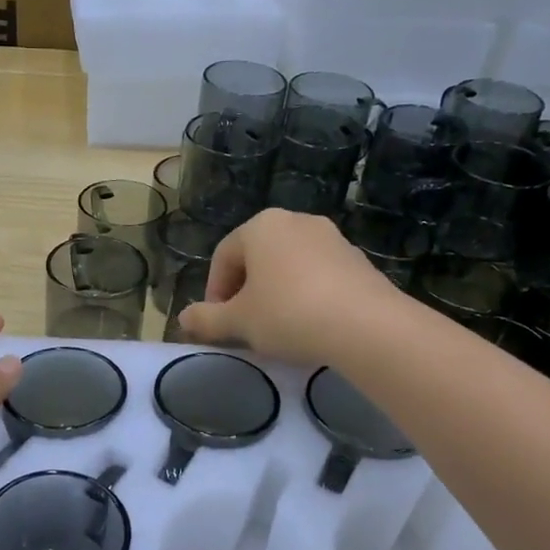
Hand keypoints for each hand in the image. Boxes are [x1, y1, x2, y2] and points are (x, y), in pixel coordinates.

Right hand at [179, 210, 405, 367]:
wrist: (366, 326)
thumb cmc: (289, 314)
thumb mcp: (239, 322)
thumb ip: (206, 319)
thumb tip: (183, 319)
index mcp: (261, 226)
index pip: (224, 256)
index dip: (214, 292)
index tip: (218, 323)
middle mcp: (296, 221)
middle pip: (257, 258)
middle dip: (245, 291)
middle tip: (244, 325)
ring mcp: (331, 238)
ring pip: (288, 266)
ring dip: (276, 293)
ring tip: (277, 328)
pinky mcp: (357, 260)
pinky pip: (318, 276)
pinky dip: (306, 295)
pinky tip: (310, 325)